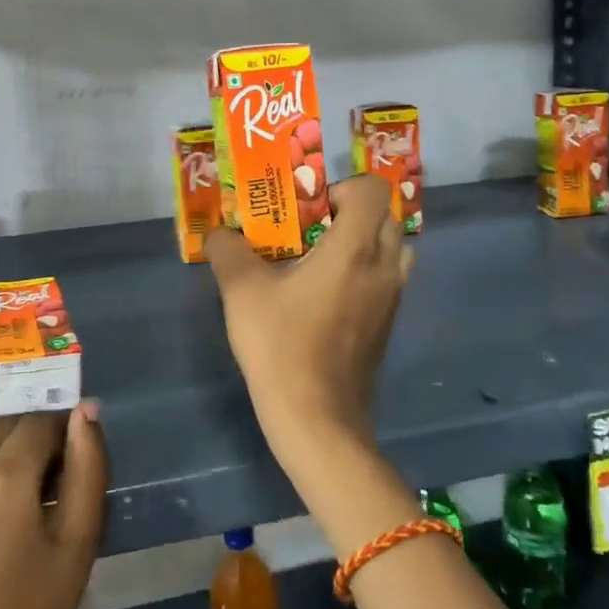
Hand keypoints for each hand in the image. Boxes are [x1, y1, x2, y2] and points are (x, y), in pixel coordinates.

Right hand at [205, 175, 414, 469]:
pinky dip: (364, 272)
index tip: (309, 208)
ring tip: (321, 258)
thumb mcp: (242, 291)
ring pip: (392, 249)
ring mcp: (391, 299)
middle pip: (385, 216)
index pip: (373, 190)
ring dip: (363, 242)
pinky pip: (386, 280)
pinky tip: (324, 295)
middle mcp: (383, 267)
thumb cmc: (281, 346)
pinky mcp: (387, 326)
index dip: (342, 187)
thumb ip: (227, 250)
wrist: (317, 421)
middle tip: (310, 228)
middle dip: (350, 212)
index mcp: (355, 248)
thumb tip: (217, 233)